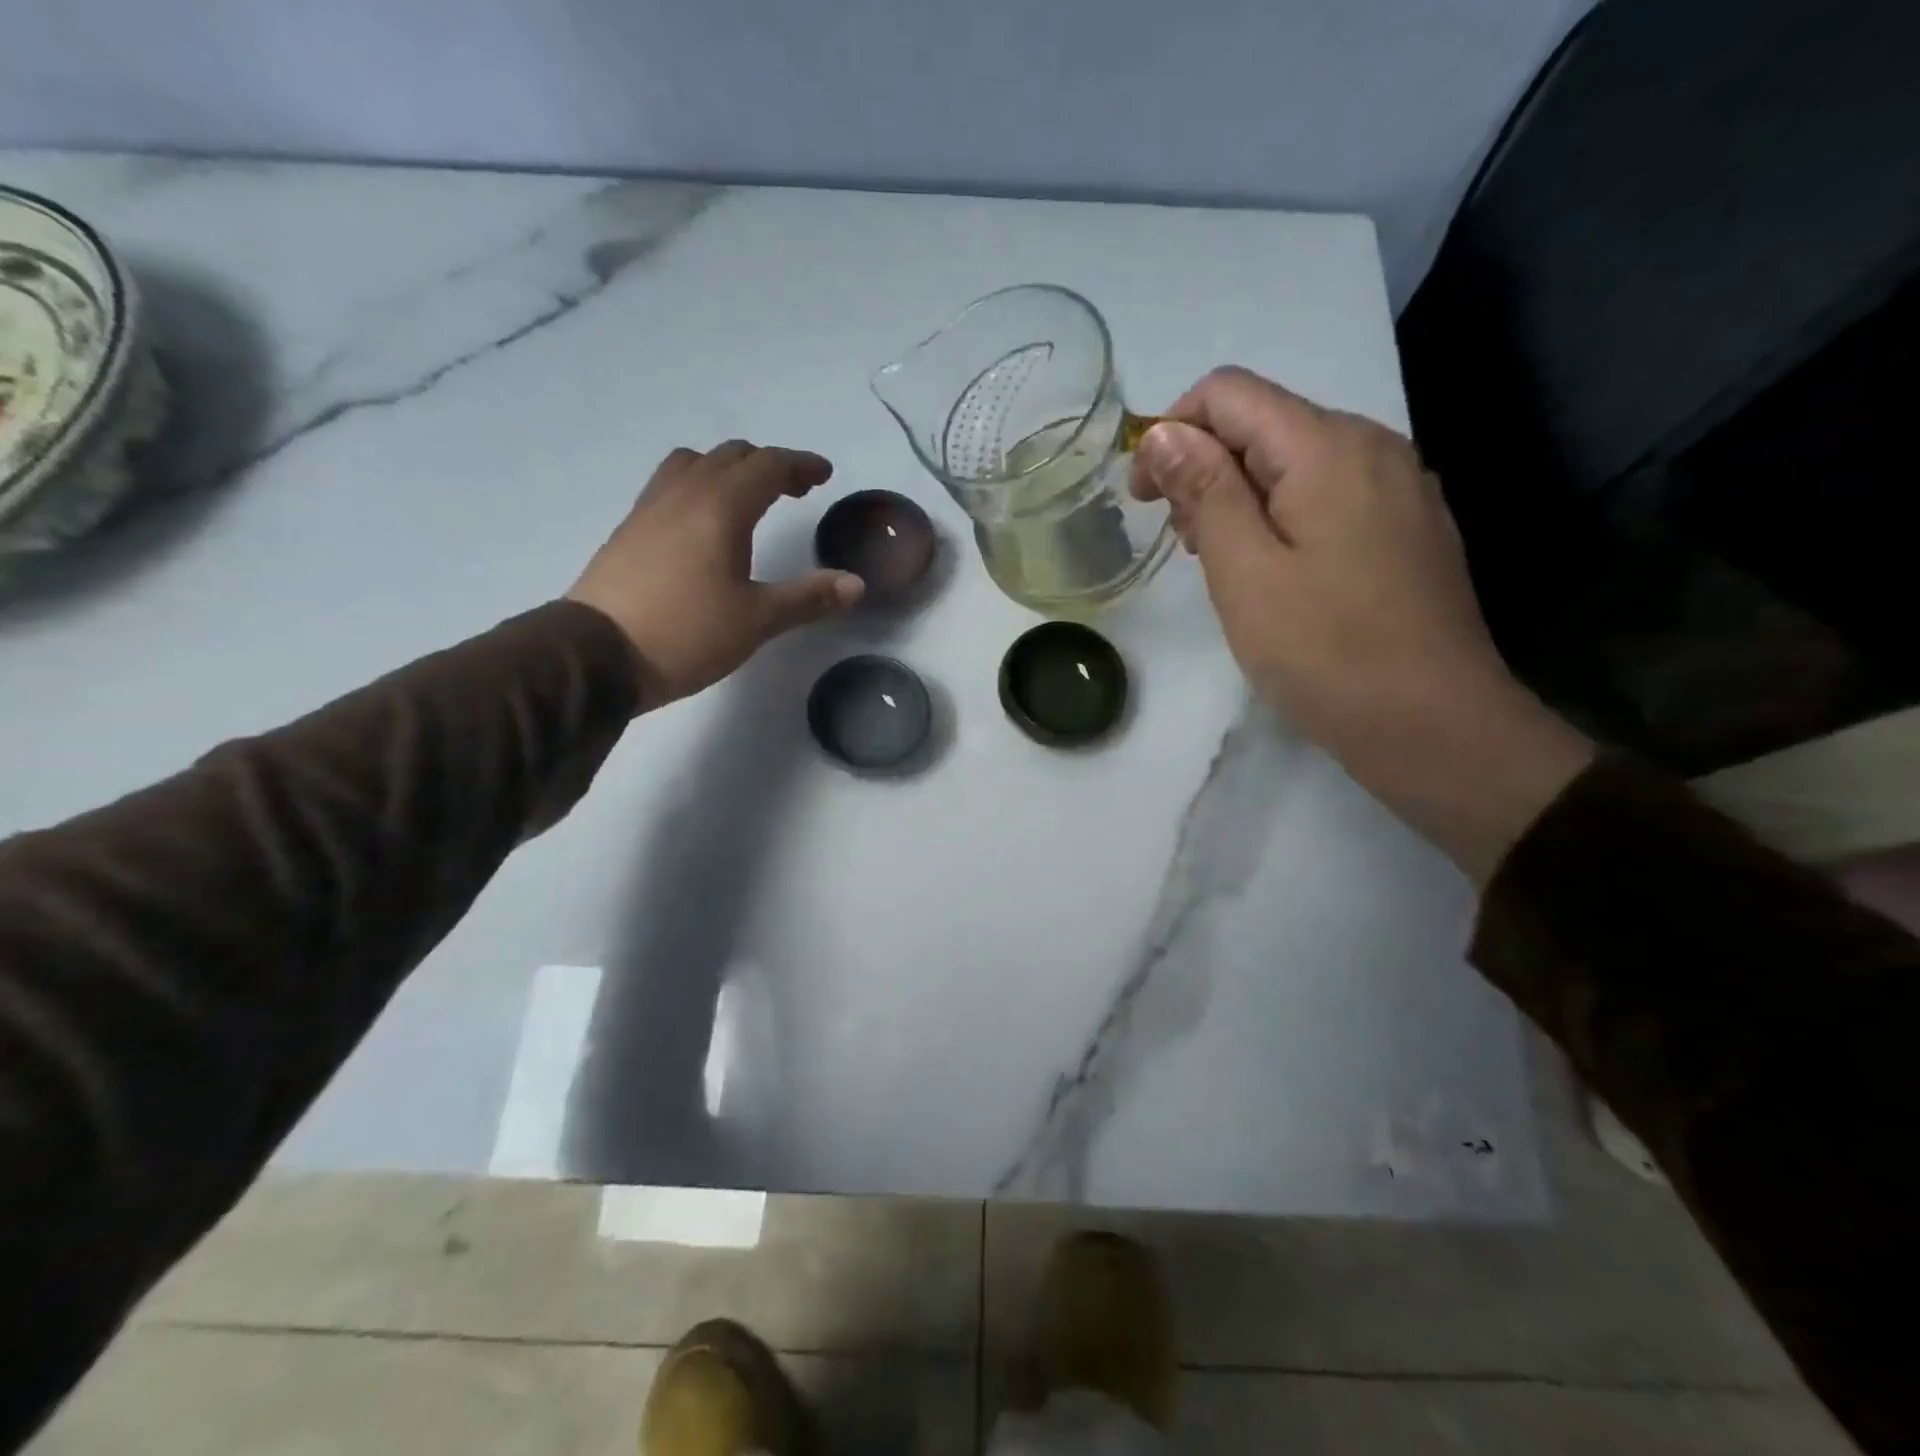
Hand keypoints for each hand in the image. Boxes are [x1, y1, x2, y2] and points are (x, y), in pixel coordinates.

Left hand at [569, 441, 862, 709]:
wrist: (597, 655)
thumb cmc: (687, 634)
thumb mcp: (757, 620)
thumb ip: (808, 597)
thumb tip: (856, 584)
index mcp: (721, 507)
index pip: (768, 466)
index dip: (800, 465)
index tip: (824, 475)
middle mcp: (684, 494)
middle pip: (731, 456)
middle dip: (769, 465)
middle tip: (794, 489)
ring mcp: (649, 508)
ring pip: (693, 463)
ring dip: (727, 469)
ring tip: (746, 498)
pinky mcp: (629, 530)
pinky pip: (669, 485)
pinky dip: (698, 486)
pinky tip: (702, 523)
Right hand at [1132, 367, 1591, 881]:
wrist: (1433, 724)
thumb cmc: (1326, 652)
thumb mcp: (1244, 572)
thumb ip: (1204, 491)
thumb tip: (1166, 432)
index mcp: (1327, 446)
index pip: (1228, 392)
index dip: (1170, 432)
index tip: (1145, 499)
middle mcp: (1371, 444)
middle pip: (1263, 421)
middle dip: (1204, 468)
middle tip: (1184, 545)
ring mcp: (1398, 484)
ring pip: (1294, 459)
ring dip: (1239, 495)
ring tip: (1222, 564)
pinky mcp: (1407, 524)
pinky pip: (1328, 492)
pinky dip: (1281, 515)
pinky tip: (1274, 572)